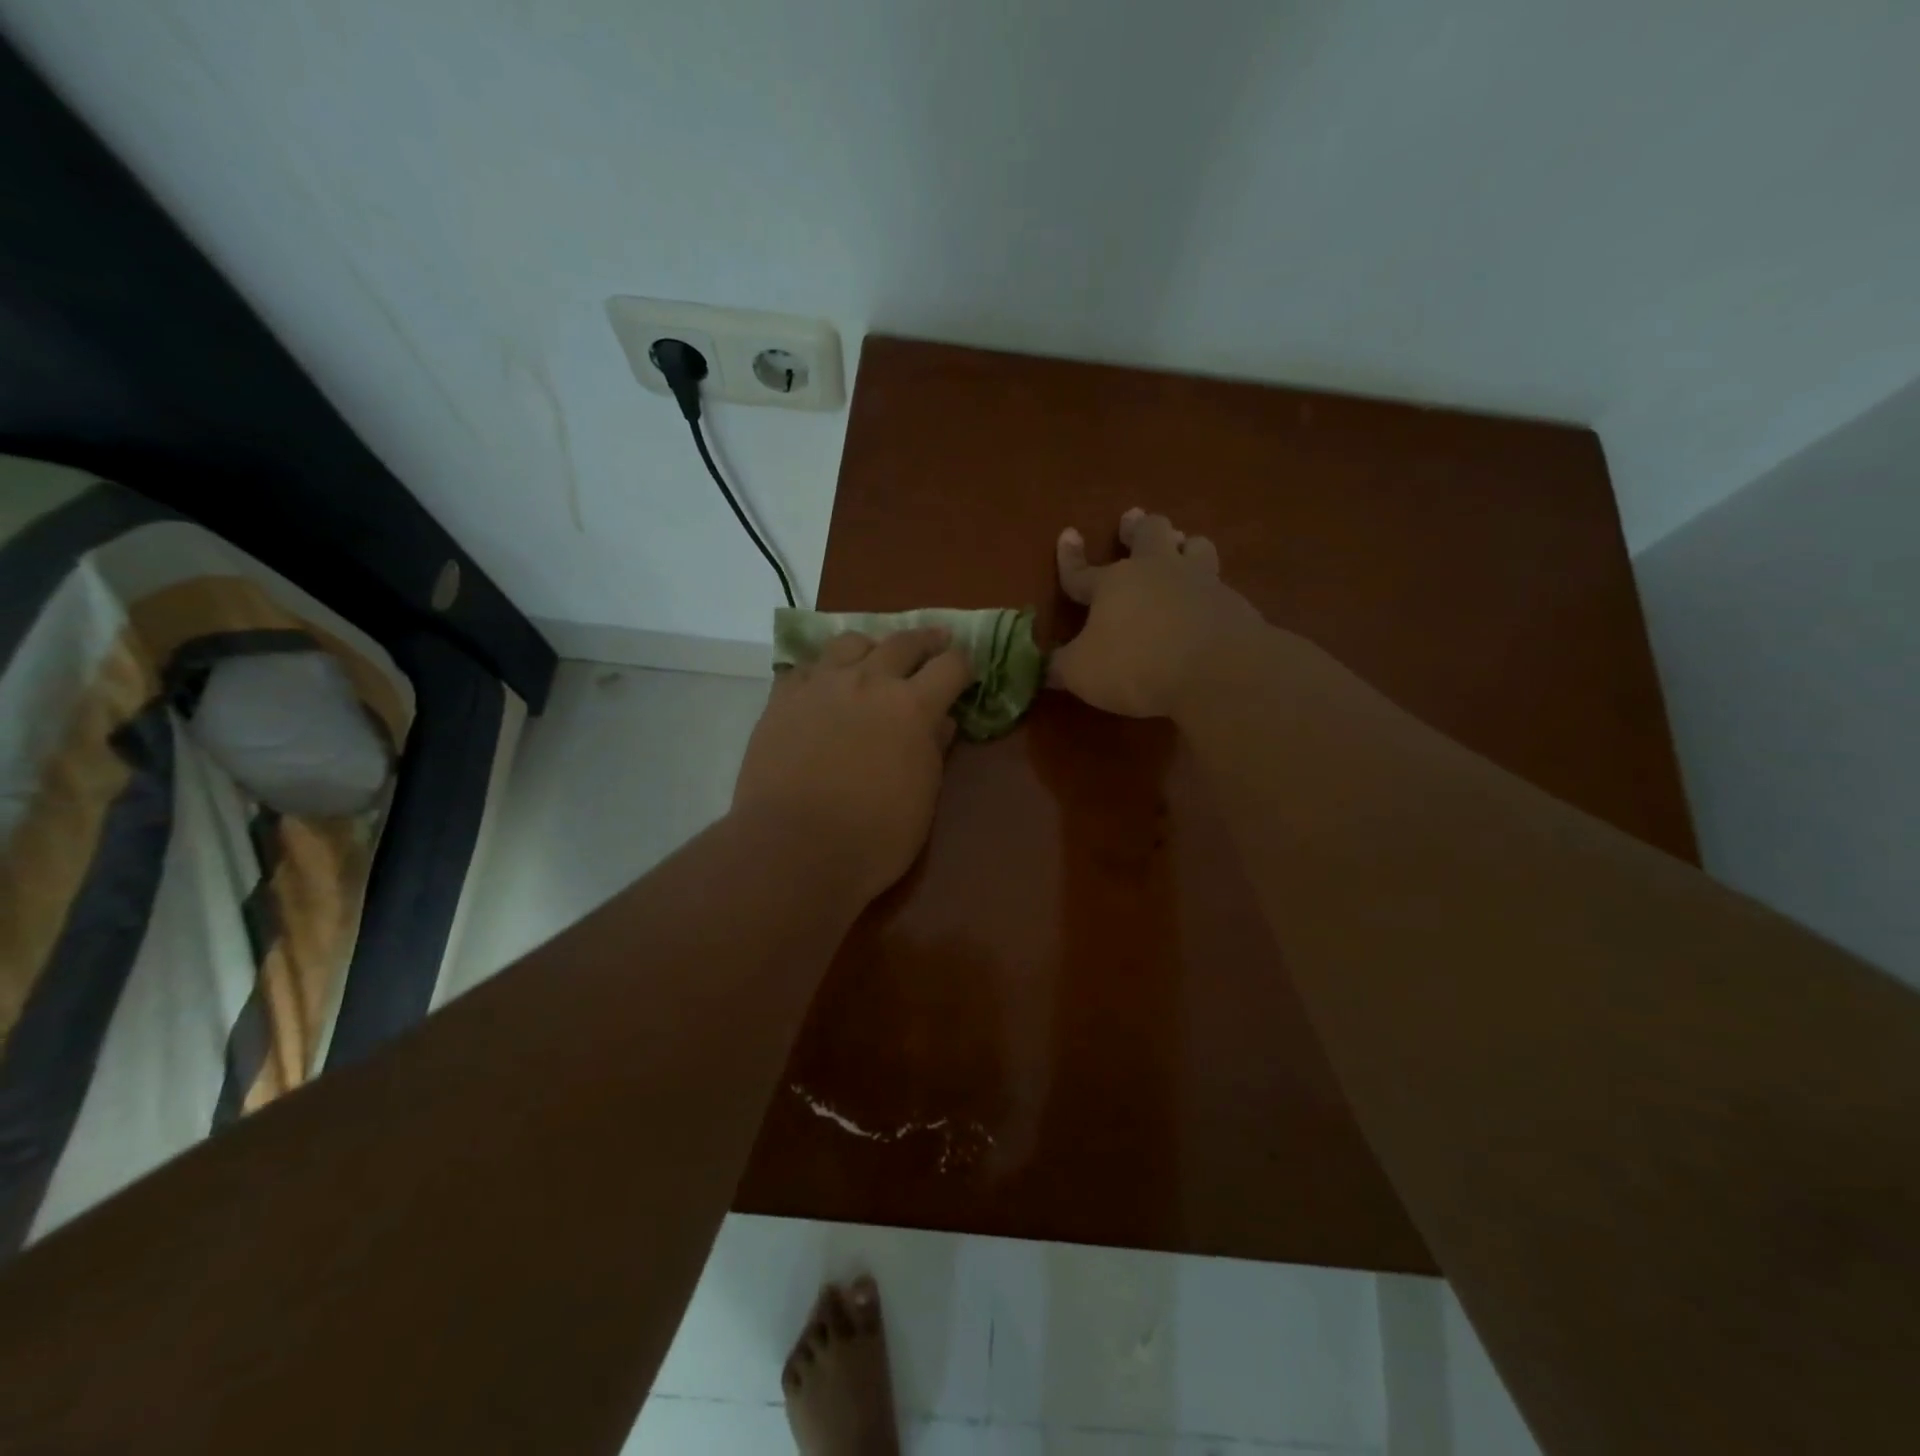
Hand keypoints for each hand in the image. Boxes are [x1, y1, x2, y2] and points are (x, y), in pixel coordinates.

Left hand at [733, 628, 975, 902]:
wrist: (793, 847)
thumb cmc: (873, 836)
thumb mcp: (922, 798)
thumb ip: (934, 751)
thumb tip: (942, 722)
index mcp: (912, 706)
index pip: (950, 666)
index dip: (964, 665)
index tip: (967, 670)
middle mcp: (869, 681)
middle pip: (903, 642)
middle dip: (926, 640)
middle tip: (936, 642)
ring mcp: (821, 684)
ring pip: (851, 642)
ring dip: (871, 646)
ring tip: (873, 657)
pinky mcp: (783, 698)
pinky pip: (807, 667)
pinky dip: (823, 669)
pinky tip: (824, 684)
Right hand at [1050, 508, 1263, 717]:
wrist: (1215, 670)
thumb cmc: (1136, 665)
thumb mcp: (1082, 673)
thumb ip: (1060, 667)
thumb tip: (1041, 667)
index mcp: (1113, 584)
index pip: (1082, 570)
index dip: (1070, 557)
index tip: (1068, 533)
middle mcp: (1156, 571)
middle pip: (1148, 534)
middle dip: (1137, 527)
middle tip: (1133, 519)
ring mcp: (1199, 582)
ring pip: (1194, 545)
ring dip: (1184, 544)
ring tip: (1182, 545)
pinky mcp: (1233, 602)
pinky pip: (1219, 582)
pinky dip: (1210, 585)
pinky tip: (1211, 597)